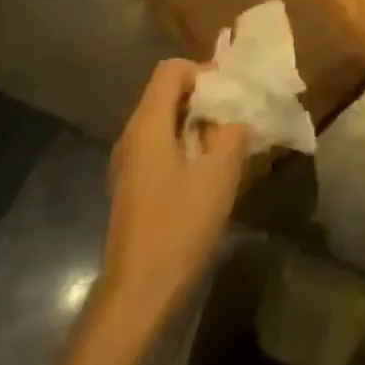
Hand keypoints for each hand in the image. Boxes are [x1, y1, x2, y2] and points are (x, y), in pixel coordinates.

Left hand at [104, 59, 247, 312]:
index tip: (231, 93)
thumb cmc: (179, 227)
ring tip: (228, 141)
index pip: (171, 70)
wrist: (139, 295)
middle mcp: (131, 136)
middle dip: (203, 97)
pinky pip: (160, 147)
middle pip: (166, 93)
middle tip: (236, 115)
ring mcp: (128, 164)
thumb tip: (233, 118)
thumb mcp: (219, 174)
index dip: (203, 71)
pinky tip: (208, 171)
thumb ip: (231, 133)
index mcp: (148, 125)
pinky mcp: (132, 187)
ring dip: (196, 123)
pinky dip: (185, 145)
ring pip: (164, 121)